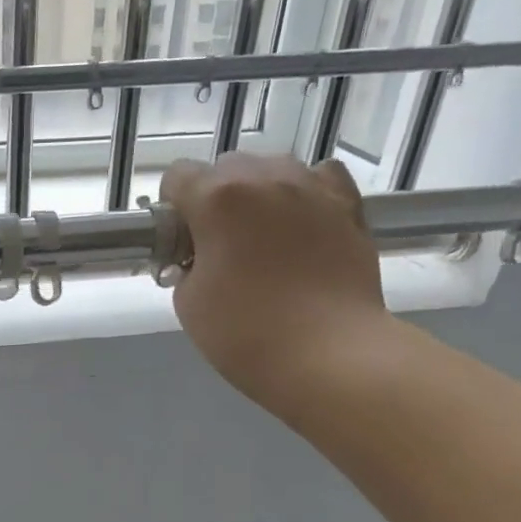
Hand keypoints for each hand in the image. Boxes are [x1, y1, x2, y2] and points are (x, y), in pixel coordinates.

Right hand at [161, 153, 390, 414]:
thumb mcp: (188, 302)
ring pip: (273, 168)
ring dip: (258, 193)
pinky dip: (305, 193)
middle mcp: (265, 178)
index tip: (179, 243)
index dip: (172, 209)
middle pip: (226, 167)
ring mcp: (312, 187)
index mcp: (217, 198)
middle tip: (219, 246)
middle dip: (215, 198)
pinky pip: (320, 178)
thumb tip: (199, 255)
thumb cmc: (245, 332)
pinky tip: (301, 224)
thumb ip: (186, 264)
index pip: (178, 176)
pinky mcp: (349, 205)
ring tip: (262, 237)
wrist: (328, 354)